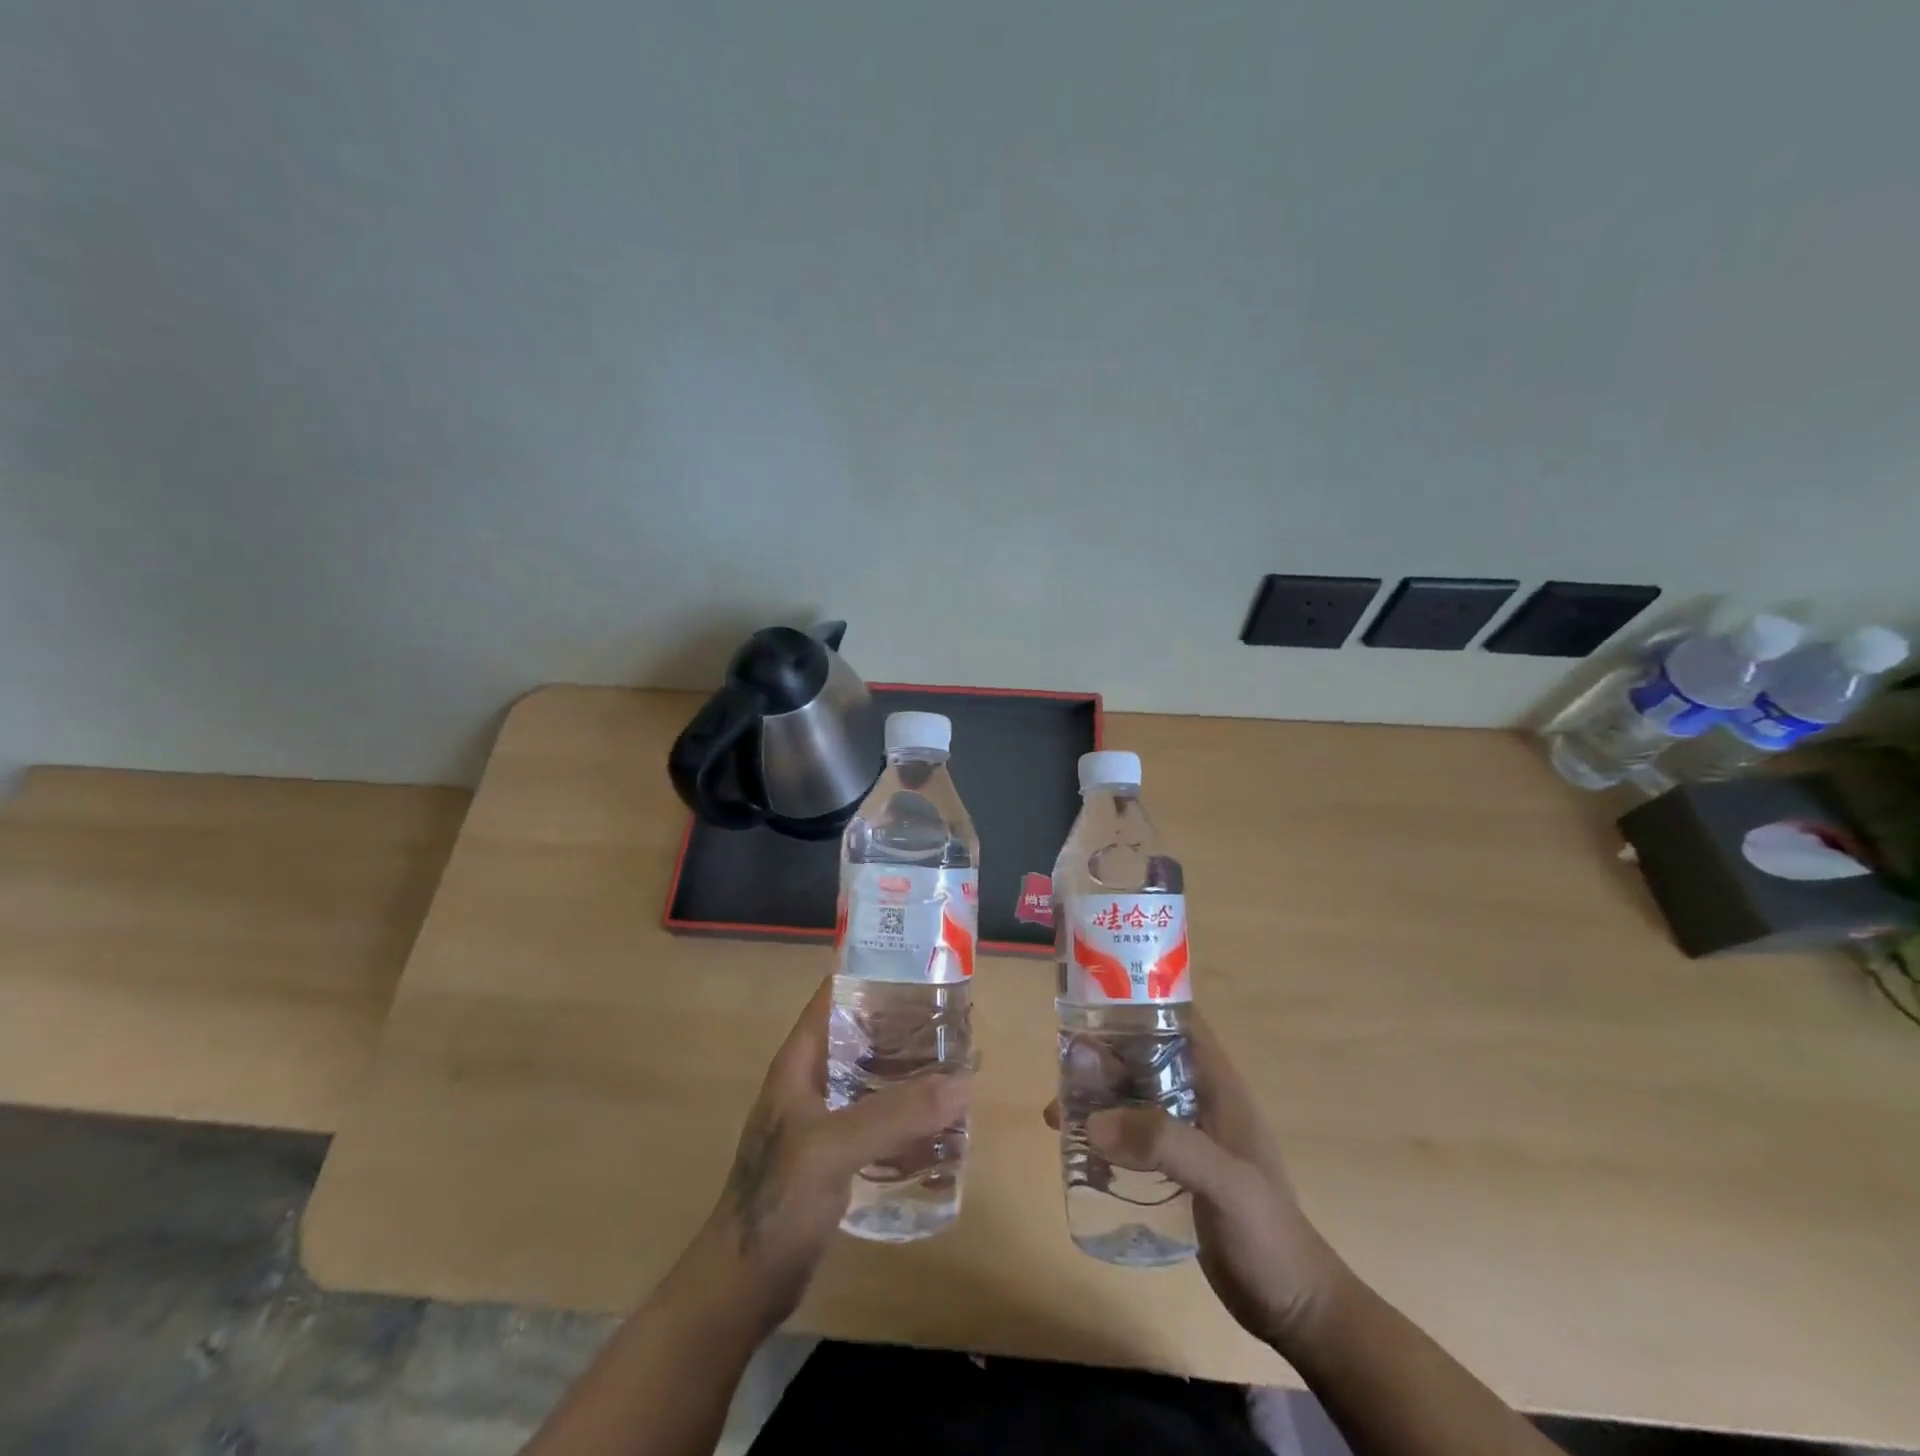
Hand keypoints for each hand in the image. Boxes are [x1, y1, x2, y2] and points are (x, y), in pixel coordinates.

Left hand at [700, 974, 968, 1331]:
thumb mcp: (832, 1148)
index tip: (925, 970)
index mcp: (801, 1061)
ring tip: (958, 1065)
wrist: (741, 1287)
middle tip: (957, 1021)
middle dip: (906, 1026)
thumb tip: (963, 1083)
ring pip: (874, 1077)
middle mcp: (813, 1080)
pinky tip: (940, 1122)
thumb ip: (895, 1114)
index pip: (837, 996)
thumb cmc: (776, 1203)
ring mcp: (824, 1119)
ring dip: (911, 1071)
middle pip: (863, 1034)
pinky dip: (907, 1114)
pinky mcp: (837, 1156)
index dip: (876, 976)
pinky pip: (878, 1119)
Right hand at [1045, 1011, 1347, 1353]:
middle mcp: (1199, 1101)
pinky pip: (1132, 1138)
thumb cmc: (1269, 1236)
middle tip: (1062, 1069)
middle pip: (1144, 1059)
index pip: (1178, 1022)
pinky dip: (1105, 1138)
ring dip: (1097, 1100)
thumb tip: (1093, 1121)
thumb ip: (1166, 1145)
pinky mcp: (1175, 1172)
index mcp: (1218, 1086)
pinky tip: (1079, 1154)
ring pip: (1133, 1099)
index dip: (1139, 1005)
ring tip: (1058, 1116)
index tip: (1092, 1005)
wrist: (1294, 1310)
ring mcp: (1187, 1137)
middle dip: (1103, 1057)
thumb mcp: (1225, 1183)